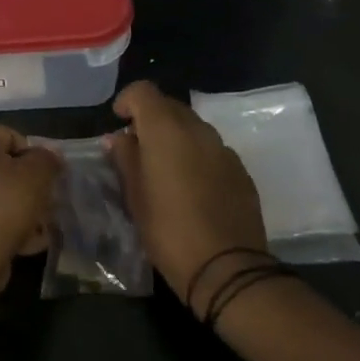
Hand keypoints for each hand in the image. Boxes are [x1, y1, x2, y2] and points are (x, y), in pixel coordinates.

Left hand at [0, 125, 60, 296]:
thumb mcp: (37, 177)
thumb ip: (46, 159)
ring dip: (12, 207)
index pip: (11, 137)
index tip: (46, 181)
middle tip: (43, 205)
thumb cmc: (3, 208)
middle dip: (23, 185)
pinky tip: (17, 244)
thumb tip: (50, 154)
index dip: (34, 157)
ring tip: (35, 229)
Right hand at [106, 81, 269, 313]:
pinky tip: (192, 188)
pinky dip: (197, 156)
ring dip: (176, 138)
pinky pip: (212, 150)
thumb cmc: (168, 230)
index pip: (143, 91)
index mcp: (166, 129)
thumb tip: (118, 138)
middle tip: (138, 149)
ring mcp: (224, 149)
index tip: (119, 122)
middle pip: (170, 106)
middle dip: (151, 119)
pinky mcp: (241, 171)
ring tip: (165, 170)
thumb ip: (125, 158)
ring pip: (193, 128)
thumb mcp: (134, 196)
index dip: (128, 100)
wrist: (228, 269)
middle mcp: (197, 129)